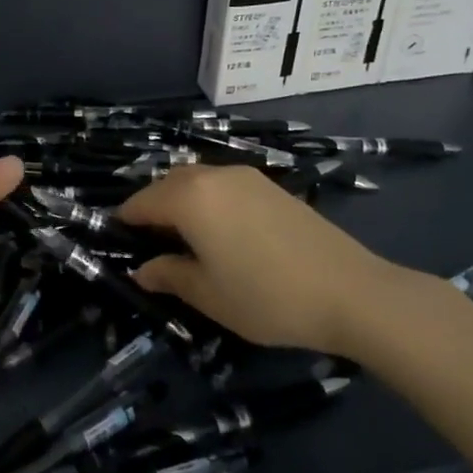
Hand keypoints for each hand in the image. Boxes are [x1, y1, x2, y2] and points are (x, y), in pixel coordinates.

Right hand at [116, 165, 417, 351]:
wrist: (352, 292)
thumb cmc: (267, 297)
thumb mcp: (208, 295)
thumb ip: (169, 276)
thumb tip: (143, 270)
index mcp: (189, 198)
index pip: (141, 202)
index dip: (125, 223)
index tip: (120, 246)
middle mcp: (213, 176)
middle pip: (167, 184)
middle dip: (153, 209)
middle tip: (153, 247)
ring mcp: (246, 177)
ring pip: (197, 181)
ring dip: (182, 203)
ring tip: (188, 241)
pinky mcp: (272, 186)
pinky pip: (224, 186)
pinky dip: (211, 202)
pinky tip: (224, 234)